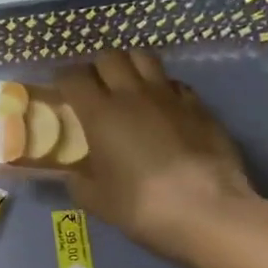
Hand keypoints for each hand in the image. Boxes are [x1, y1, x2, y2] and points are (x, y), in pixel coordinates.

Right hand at [59, 51, 265, 265]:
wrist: (207, 210)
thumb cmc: (142, 206)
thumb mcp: (96, 200)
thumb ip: (78, 181)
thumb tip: (73, 174)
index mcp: (100, 113)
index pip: (73, 77)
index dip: (62, 79)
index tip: (60, 90)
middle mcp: (132, 94)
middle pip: (109, 57)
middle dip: (97, 67)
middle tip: (94, 87)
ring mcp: (169, 96)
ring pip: (144, 57)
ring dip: (130, 66)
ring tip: (127, 86)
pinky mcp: (199, 105)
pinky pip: (173, 83)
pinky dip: (162, 87)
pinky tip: (162, 107)